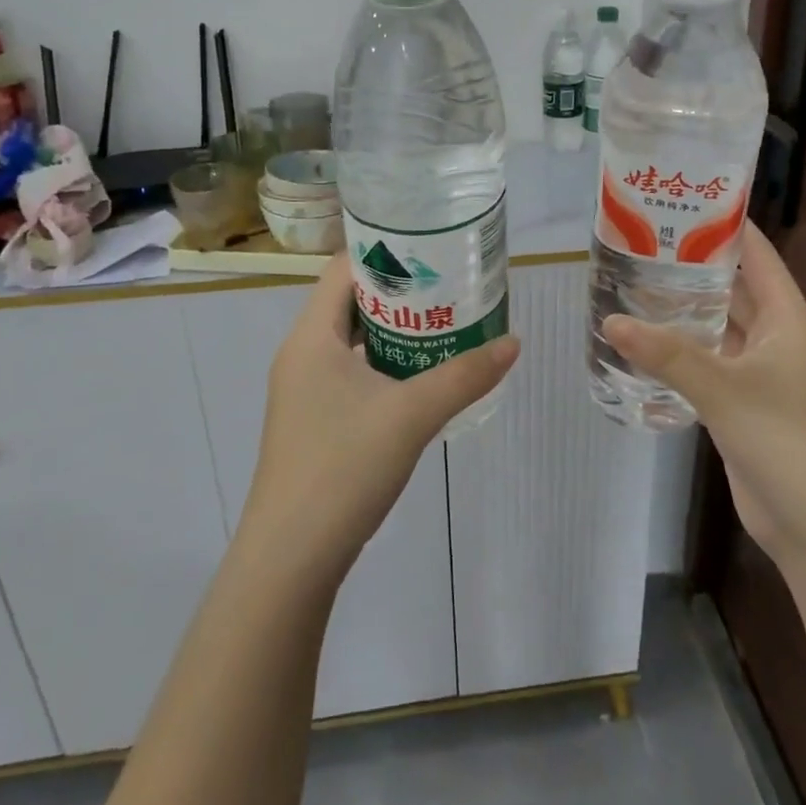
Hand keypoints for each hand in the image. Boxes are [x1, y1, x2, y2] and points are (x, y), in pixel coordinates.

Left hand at [238, 255, 519, 587]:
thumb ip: (465, 375)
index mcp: (311, 337)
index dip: (385, 251)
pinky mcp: (312, 421)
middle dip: (399, 291)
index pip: (343, 268)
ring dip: (393, 330)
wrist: (291, 557)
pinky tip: (419, 376)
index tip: (430, 247)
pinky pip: (350, 372)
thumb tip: (514, 342)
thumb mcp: (412, 415)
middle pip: (349, 302)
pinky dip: (383, 364)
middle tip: (449, 283)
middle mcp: (301, 355)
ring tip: (443, 322)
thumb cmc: (343, 467)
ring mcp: (303, 391)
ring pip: (351, 341)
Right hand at [603, 221, 805, 573]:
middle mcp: (778, 338)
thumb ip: (666, 354)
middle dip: (694, 268)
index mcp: (788, 319)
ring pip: (720, 328)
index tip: (682, 202)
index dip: (725, 227)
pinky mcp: (746, 405)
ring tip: (635, 285)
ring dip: (686, 312)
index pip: (757, 256)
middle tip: (642, 244)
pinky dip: (684, 351)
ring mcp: (763, 374)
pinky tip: (647, 342)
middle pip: (735, 289)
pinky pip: (711, 364)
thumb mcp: (723, 390)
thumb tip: (611, 322)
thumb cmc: (785, 441)